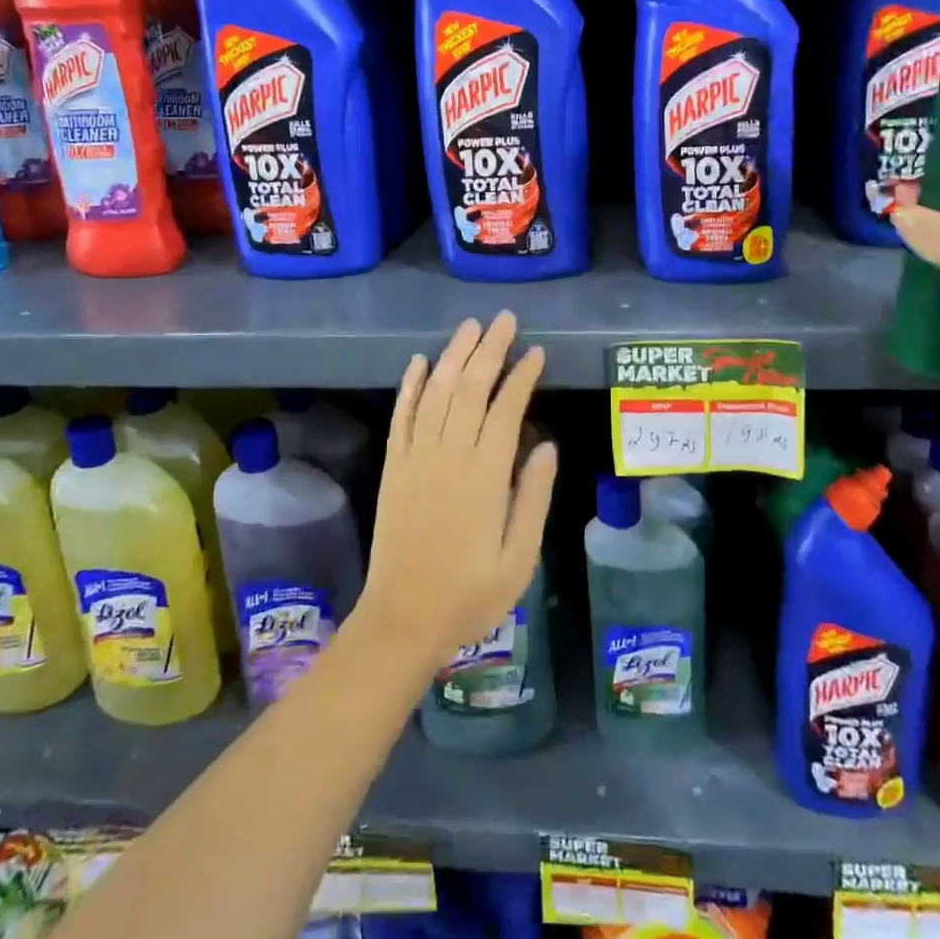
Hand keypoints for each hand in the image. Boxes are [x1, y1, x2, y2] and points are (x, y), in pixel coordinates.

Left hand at [357, 312, 557, 669]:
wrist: (402, 619)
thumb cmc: (469, 594)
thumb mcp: (519, 558)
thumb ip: (534, 497)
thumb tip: (546, 444)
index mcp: (484, 475)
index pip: (505, 408)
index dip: (522, 375)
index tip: (536, 352)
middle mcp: (448, 455)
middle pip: (469, 387)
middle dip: (489, 349)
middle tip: (505, 320)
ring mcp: (415, 457)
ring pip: (434, 392)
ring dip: (453, 355)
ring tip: (470, 327)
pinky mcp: (393, 466)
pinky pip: (401, 415)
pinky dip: (409, 385)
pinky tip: (418, 362)